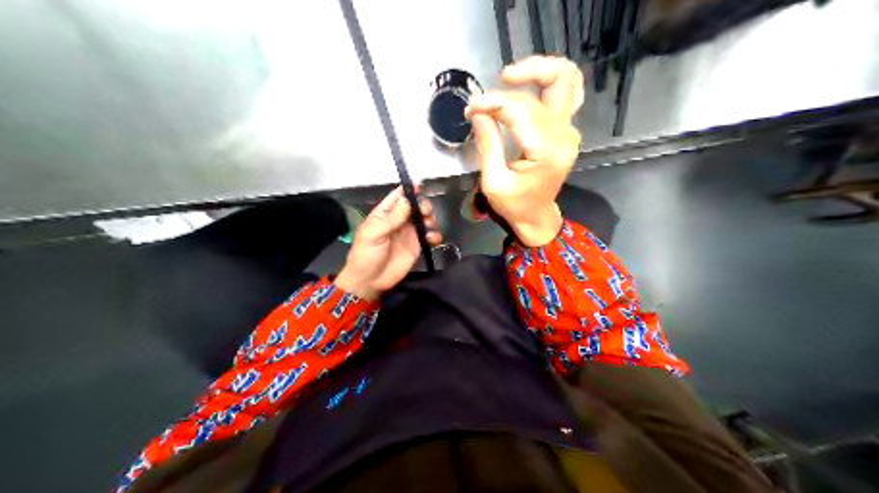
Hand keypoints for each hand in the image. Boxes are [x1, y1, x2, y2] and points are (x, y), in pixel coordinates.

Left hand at [336, 185, 442, 297]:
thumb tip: (408, 200)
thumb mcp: (374, 234)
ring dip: (430, 219)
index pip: (397, 197)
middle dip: (423, 206)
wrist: (369, 281)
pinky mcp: (417, 246)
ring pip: (424, 219)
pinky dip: (434, 235)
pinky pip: (429, 236)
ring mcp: (409, 233)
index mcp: (384, 214)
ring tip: (429, 226)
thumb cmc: (366, 254)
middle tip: (425, 212)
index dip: (409, 190)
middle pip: (415, 206)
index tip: (420, 185)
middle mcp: (398, 221)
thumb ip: (392, 218)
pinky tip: (432, 239)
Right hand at [467, 56, 582, 246]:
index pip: (522, 110)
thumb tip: (477, 111)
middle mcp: (564, 136)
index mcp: (547, 152)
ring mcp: (569, 130)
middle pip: (550, 86)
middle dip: (517, 81)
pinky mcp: (565, 129)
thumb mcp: (494, 182)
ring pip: (566, 80)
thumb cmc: (514, 204)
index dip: (493, 102)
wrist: (536, 215)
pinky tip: (531, 80)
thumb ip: (488, 145)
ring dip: (540, 69)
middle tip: (493, 87)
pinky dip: (550, 79)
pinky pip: (567, 91)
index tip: (471, 108)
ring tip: (510, 76)